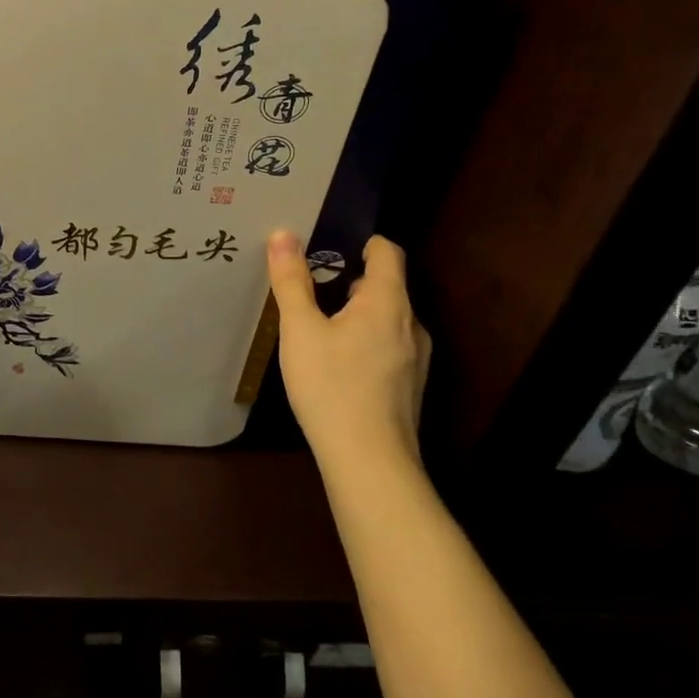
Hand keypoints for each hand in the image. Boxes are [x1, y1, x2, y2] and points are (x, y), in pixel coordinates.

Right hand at [267, 232, 430, 471]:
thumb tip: (283, 234)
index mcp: (388, 302)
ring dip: (356, 312)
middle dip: (349, 279)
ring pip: (386, 318)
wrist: (370, 463)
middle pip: (386, 285)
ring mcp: (415, 357)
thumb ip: (292, 281)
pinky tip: (335, 363)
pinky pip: (388, 345)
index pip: (387, 251)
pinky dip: (364, 340)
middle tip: (310, 285)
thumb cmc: (332, 387)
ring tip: (318, 324)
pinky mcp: (409, 385)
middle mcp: (410, 323)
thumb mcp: (300, 330)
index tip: (329, 244)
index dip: (361, 241)